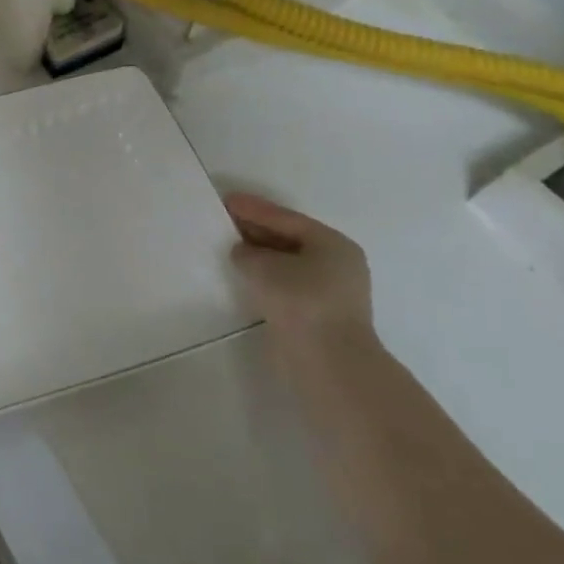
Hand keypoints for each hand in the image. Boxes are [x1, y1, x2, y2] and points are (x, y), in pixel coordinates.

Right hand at [226, 192, 373, 350]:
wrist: (330, 363)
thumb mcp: (265, 267)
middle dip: (257, 231)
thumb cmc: (302, 302)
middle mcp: (338, 263)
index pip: (286, 218)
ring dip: (261, 256)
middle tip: (225, 221)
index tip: (227, 200)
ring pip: (289, 264)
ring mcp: (333, 292)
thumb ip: (248, 253)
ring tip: (230, 248)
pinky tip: (245, 278)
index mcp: (333, 243)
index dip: (254, 209)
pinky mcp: (321, 316)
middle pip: (290, 239)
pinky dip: (267, 278)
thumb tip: (243, 252)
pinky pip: (288, 285)